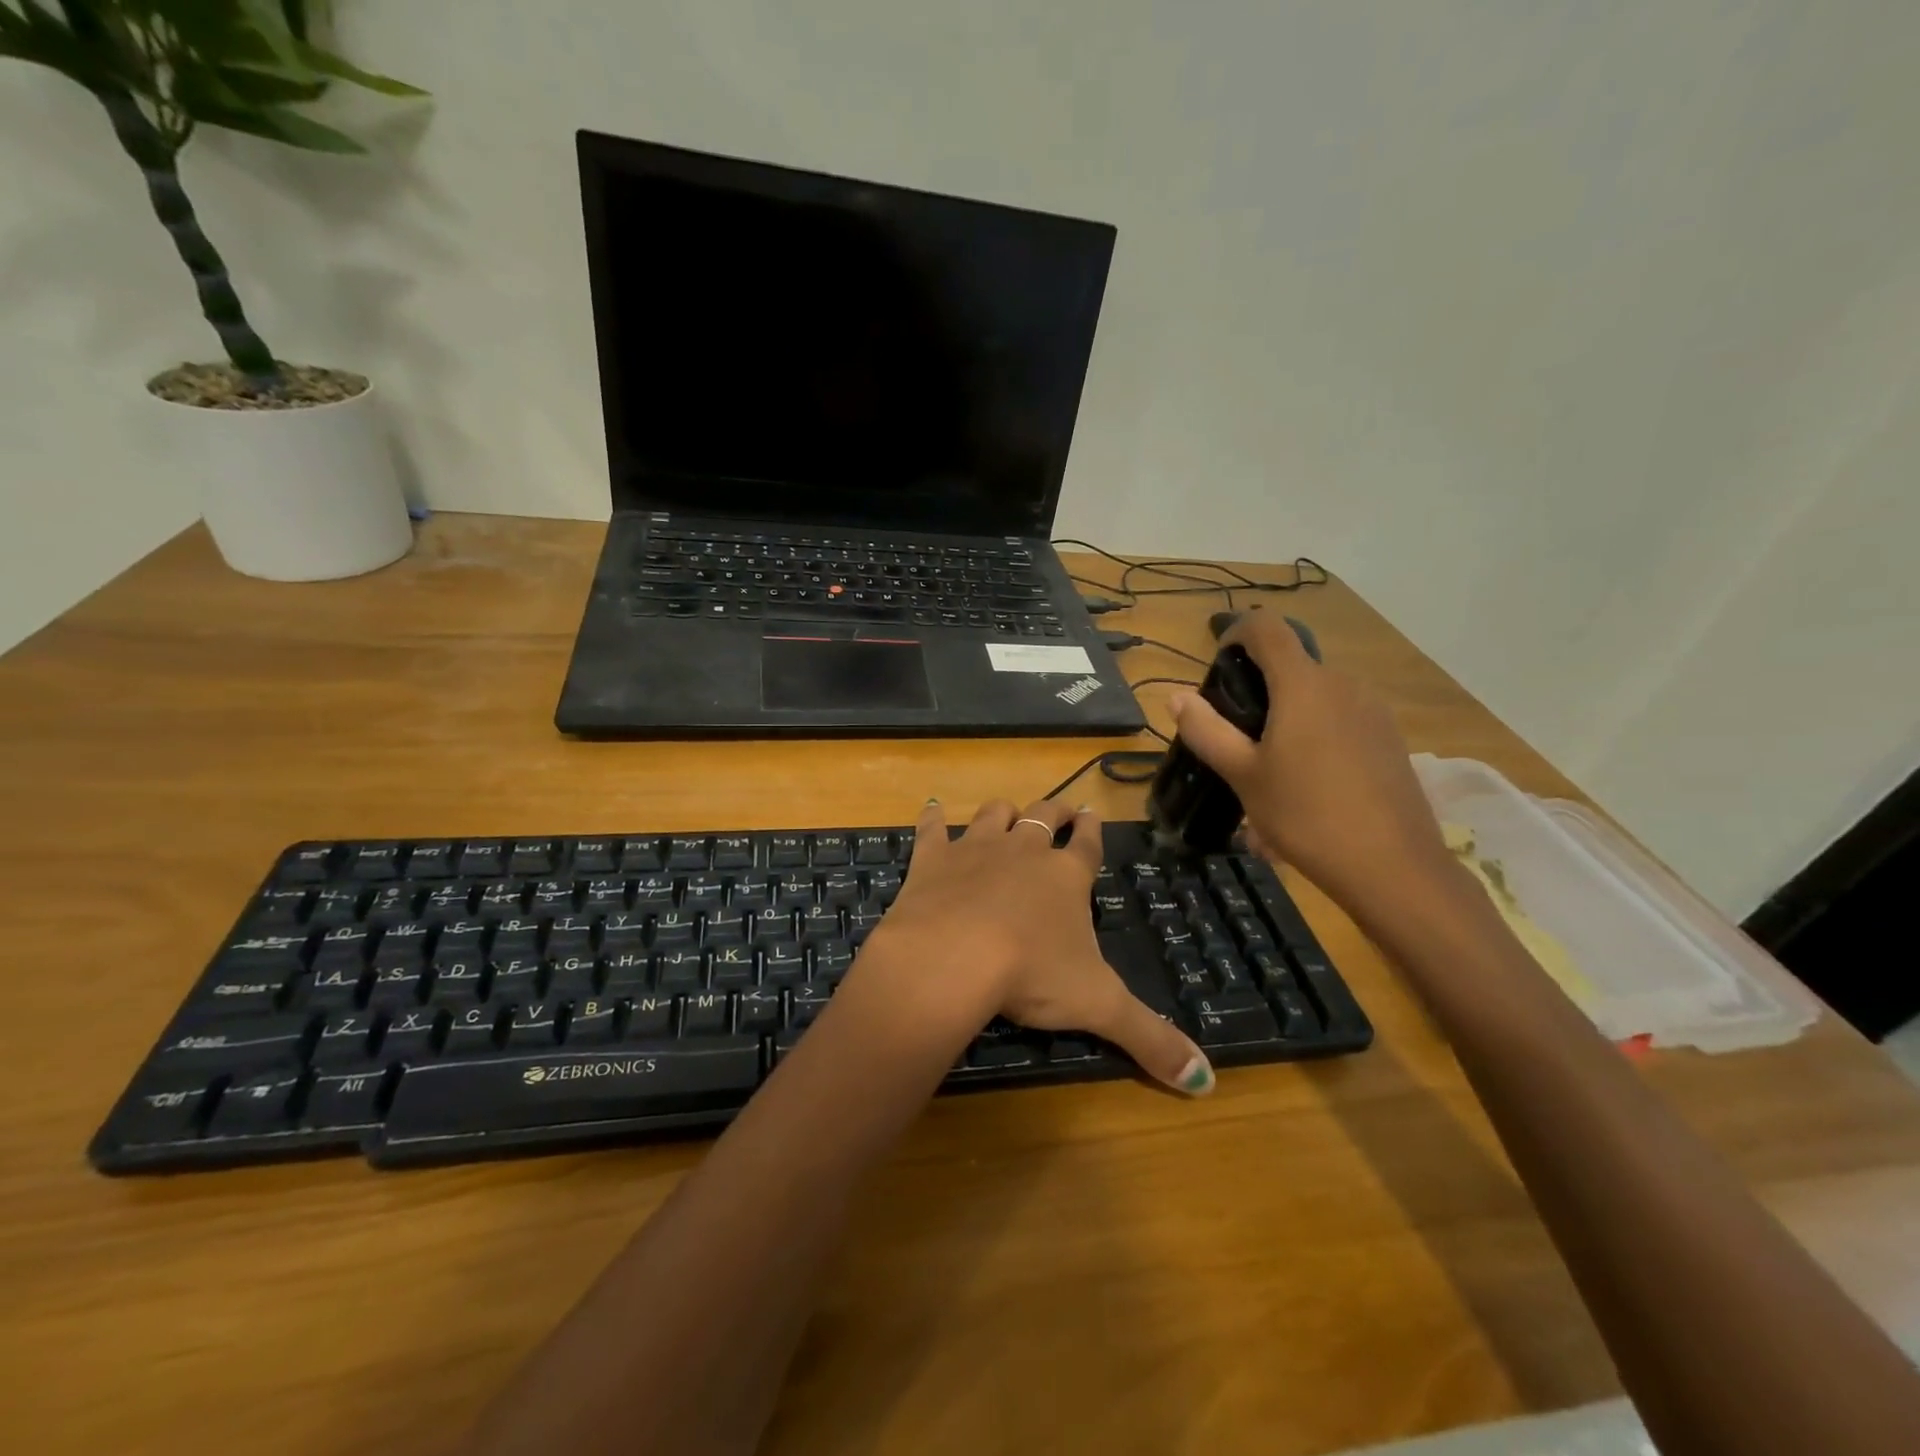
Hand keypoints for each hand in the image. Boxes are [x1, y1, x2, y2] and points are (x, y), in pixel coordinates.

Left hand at [854, 797, 1214, 1094]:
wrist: (953, 956)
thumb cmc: (1031, 975)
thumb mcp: (1100, 1008)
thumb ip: (1151, 1039)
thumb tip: (1204, 1080)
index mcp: (1067, 877)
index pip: (1087, 845)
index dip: (1092, 831)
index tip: (1093, 816)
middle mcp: (1024, 851)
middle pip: (1044, 817)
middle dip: (1056, 811)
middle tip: (1063, 809)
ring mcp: (976, 849)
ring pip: (995, 814)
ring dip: (1003, 811)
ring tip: (1008, 811)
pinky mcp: (932, 858)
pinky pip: (933, 828)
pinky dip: (933, 817)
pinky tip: (933, 808)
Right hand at [1169, 608, 1453, 920]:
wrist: (1392, 867)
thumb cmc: (1306, 815)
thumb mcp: (1243, 776)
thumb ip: (1207, 731)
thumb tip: (1177, 697)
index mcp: (1303, 685)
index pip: (1267, 628)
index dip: (1237, 632)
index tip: (1217, 665)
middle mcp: (1343, 684)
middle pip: (1292, 664)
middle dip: (1258, 686)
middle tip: (1235, 734)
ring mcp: (1373, 711)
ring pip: (1317, 694)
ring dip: (1288, 713)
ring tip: (1270, 766)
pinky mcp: (1390, 738)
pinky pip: (1341, 718)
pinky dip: (1316, 732)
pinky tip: (1309, 782)